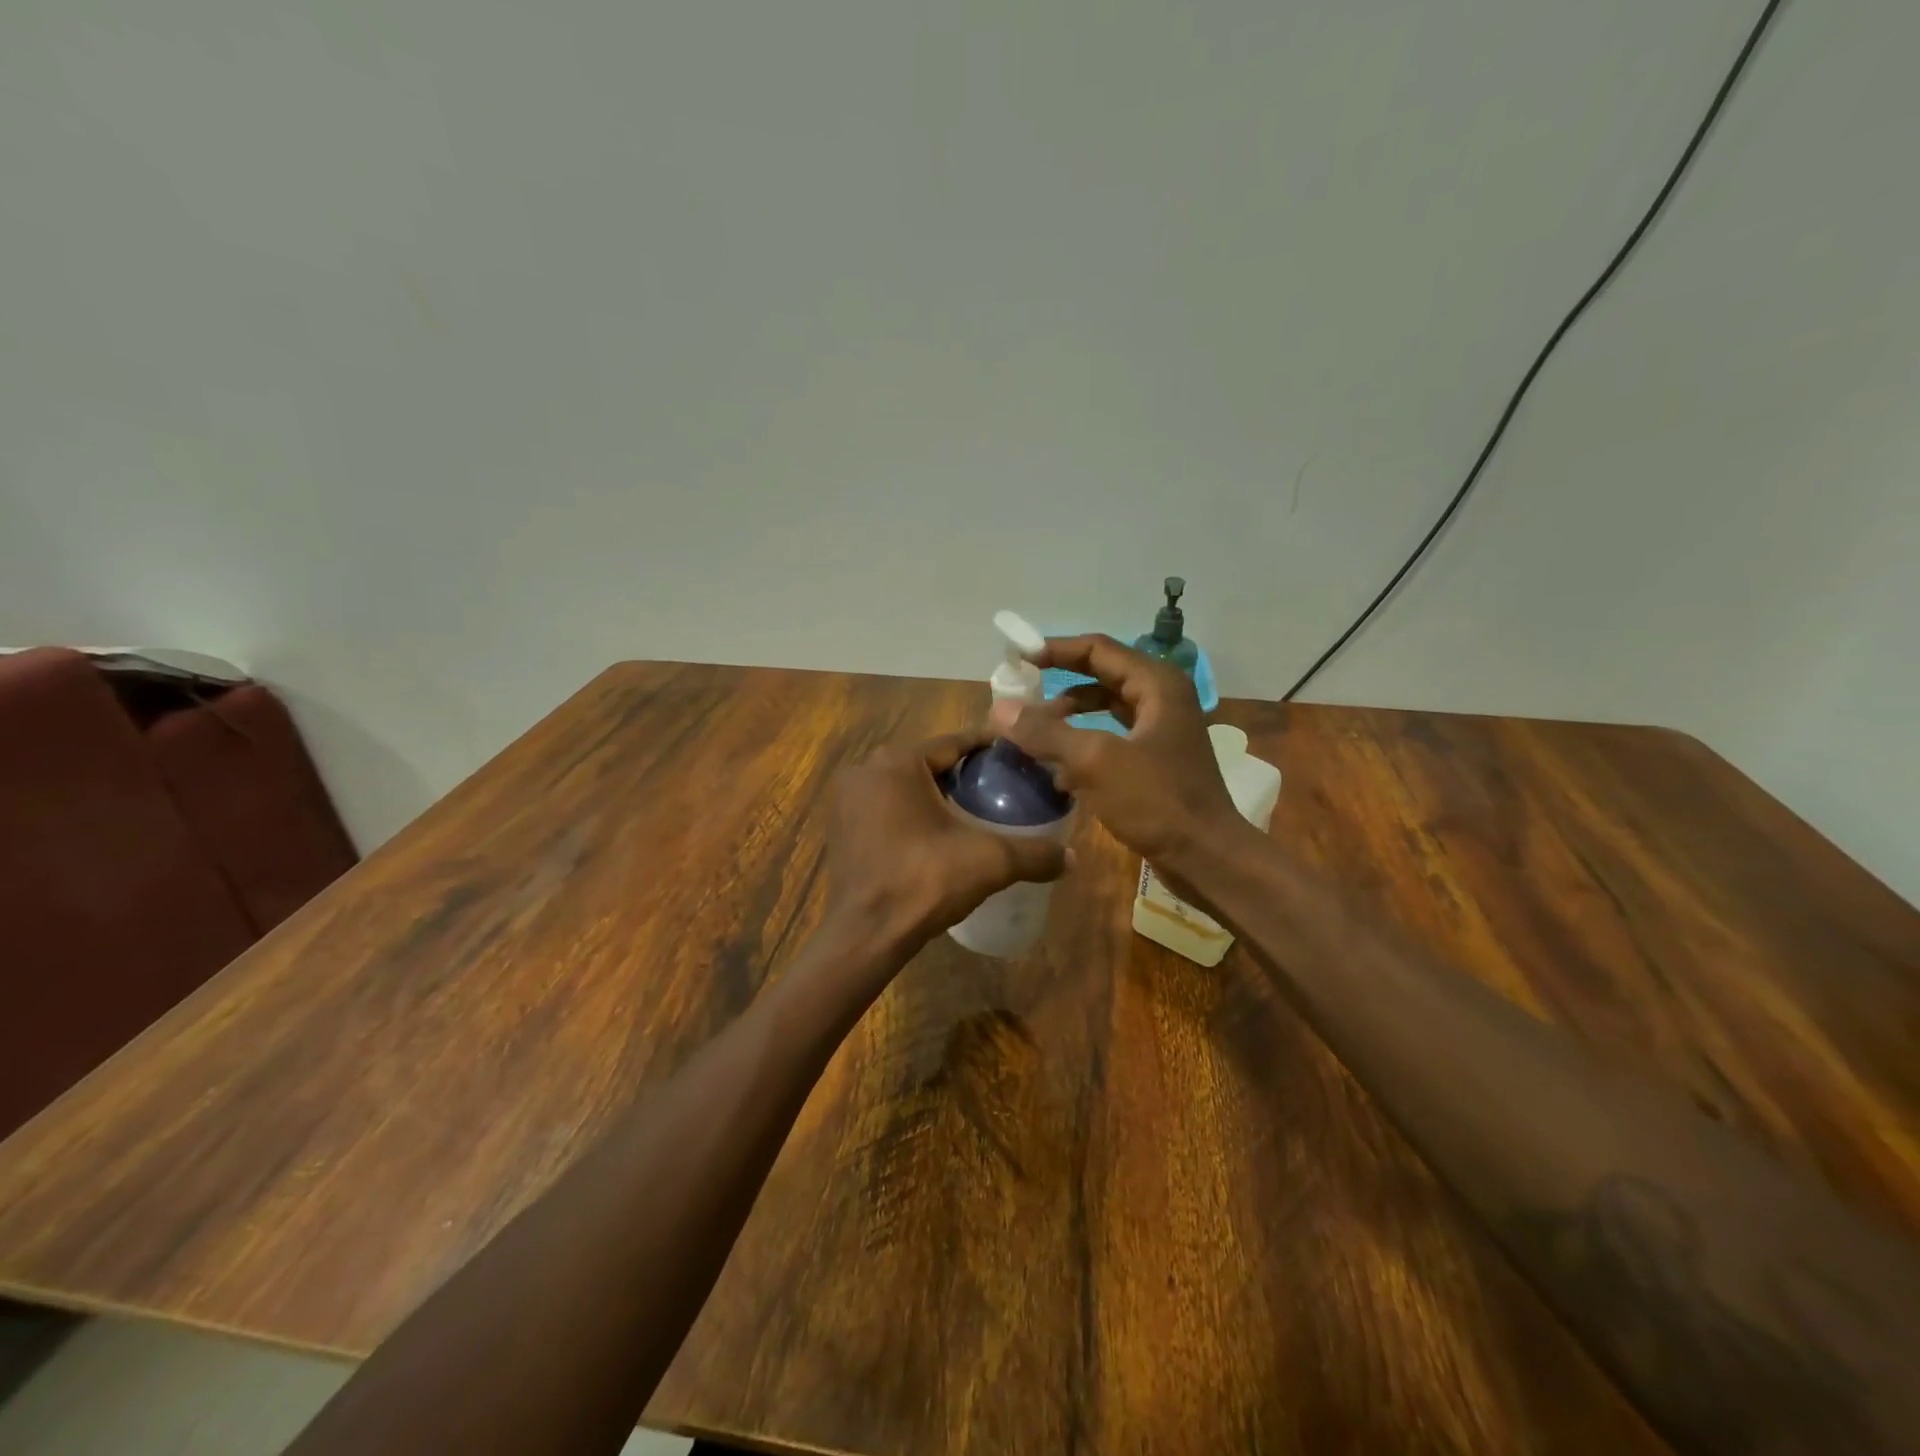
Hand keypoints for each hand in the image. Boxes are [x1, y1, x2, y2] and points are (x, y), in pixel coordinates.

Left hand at [818, 730, 1069, 954]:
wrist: (865, 935)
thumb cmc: (924, 882)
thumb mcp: (989, 862)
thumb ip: (1034, 854)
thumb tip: (1073, 858)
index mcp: (898, 761)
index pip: (955, 742)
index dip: (990, 748)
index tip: (1020, 755)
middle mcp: (867, 769)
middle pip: (930, 762)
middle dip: (965, 772)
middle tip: (1003, 786)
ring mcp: (848, 798)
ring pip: (906, 785)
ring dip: (937, 793)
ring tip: (976, 810)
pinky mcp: (841, 826)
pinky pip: (887, 806)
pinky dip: (912, 812)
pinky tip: (939, 833)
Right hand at [990, 634, 1242, 889]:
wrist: (1206, 858)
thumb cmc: (1156, 801)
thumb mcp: (1095, 762)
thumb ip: (1045, 732)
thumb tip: (999, 708)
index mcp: (1156, 684)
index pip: (1097, 649)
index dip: (1055, 650)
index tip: (1017, 659)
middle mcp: (1161, 698)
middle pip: (1100, 676)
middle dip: (1058, 684)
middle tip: (1020, 694)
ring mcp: (1160, 731)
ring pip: (1104, 710)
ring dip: (1068, 718)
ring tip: (1032, 732)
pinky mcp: (1154, 761)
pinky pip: (1110, 739)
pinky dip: (1082, 745)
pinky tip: (1055, 768)